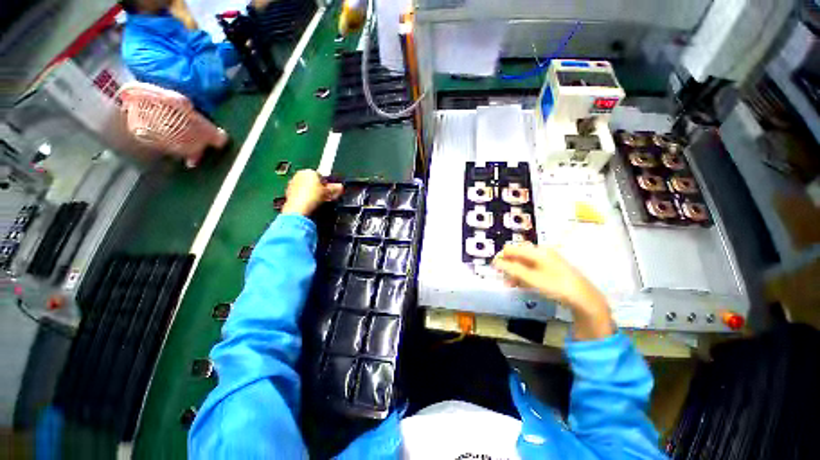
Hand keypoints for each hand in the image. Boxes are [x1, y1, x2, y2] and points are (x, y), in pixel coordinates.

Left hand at [281, 170, 342, 215]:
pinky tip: (312, 203)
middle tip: (328, 196)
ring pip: (307, 188)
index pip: (321, 176)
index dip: (327, 183)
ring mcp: (293, 184)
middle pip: (313, 181)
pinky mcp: (289, 193)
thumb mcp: (327, 191)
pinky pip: (301, 193)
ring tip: (321, 201)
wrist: (298, 207)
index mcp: (308, 171)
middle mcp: (299, 175)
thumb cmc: (312, 196)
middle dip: (321, 188)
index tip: (331, 190)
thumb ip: (335, 188)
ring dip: (315, 193)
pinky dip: (307, 197)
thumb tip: (341, 187)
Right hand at [492, 242, 613, 339]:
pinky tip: (523, 285)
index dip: (501, 258)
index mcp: (536, 251)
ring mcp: (547, 259)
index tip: (496, 270)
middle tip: (505, 279)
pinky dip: (525, 275)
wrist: (584, 298)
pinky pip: (532, 267)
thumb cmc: (556, 286)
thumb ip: (511, 269)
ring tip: (512, 285)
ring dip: (516, 272)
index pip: (511, 249)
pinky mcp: (551, 267)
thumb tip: (495, 262)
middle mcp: (541, 251)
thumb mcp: (531, 278)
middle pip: (517, 255)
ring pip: (524, 262)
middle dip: (508, 266)